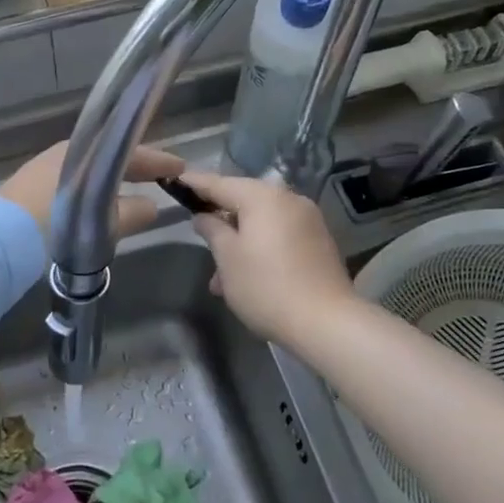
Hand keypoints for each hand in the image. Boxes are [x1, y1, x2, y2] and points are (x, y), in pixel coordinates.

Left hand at [0, 140, 184, 238]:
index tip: (179, 167)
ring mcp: (45, 168)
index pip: (130, 152)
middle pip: (109, 156)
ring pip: (91, 167)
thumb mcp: (99, 222)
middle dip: (136, 166)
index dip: (157, 161)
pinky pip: (76, 178)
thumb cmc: (54, 224)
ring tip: (135, 188)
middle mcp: (65, 153)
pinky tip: (100, 199)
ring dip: (114, 176)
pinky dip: (94, 185)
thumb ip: (129, 213)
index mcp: (84, 153)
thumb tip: (152, 207)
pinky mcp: (30, 186)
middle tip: (162, 175)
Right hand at [178, 170, 354, 349]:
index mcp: (263, 197)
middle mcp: (288, 199)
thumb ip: (212, 230)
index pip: (220, 183)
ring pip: (262, 222)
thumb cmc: (266, 286)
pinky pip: (279, 235)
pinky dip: (260, 247)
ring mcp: (308, 220)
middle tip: (197, 233)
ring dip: (239, 242)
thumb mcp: (228, 258)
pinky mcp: (319, 242)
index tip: (176, 179)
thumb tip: (204, 216)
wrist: (327, 323)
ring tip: (220, 277)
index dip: (196, 182)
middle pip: (244, 200)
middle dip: (220, 219)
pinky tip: (247, 276)